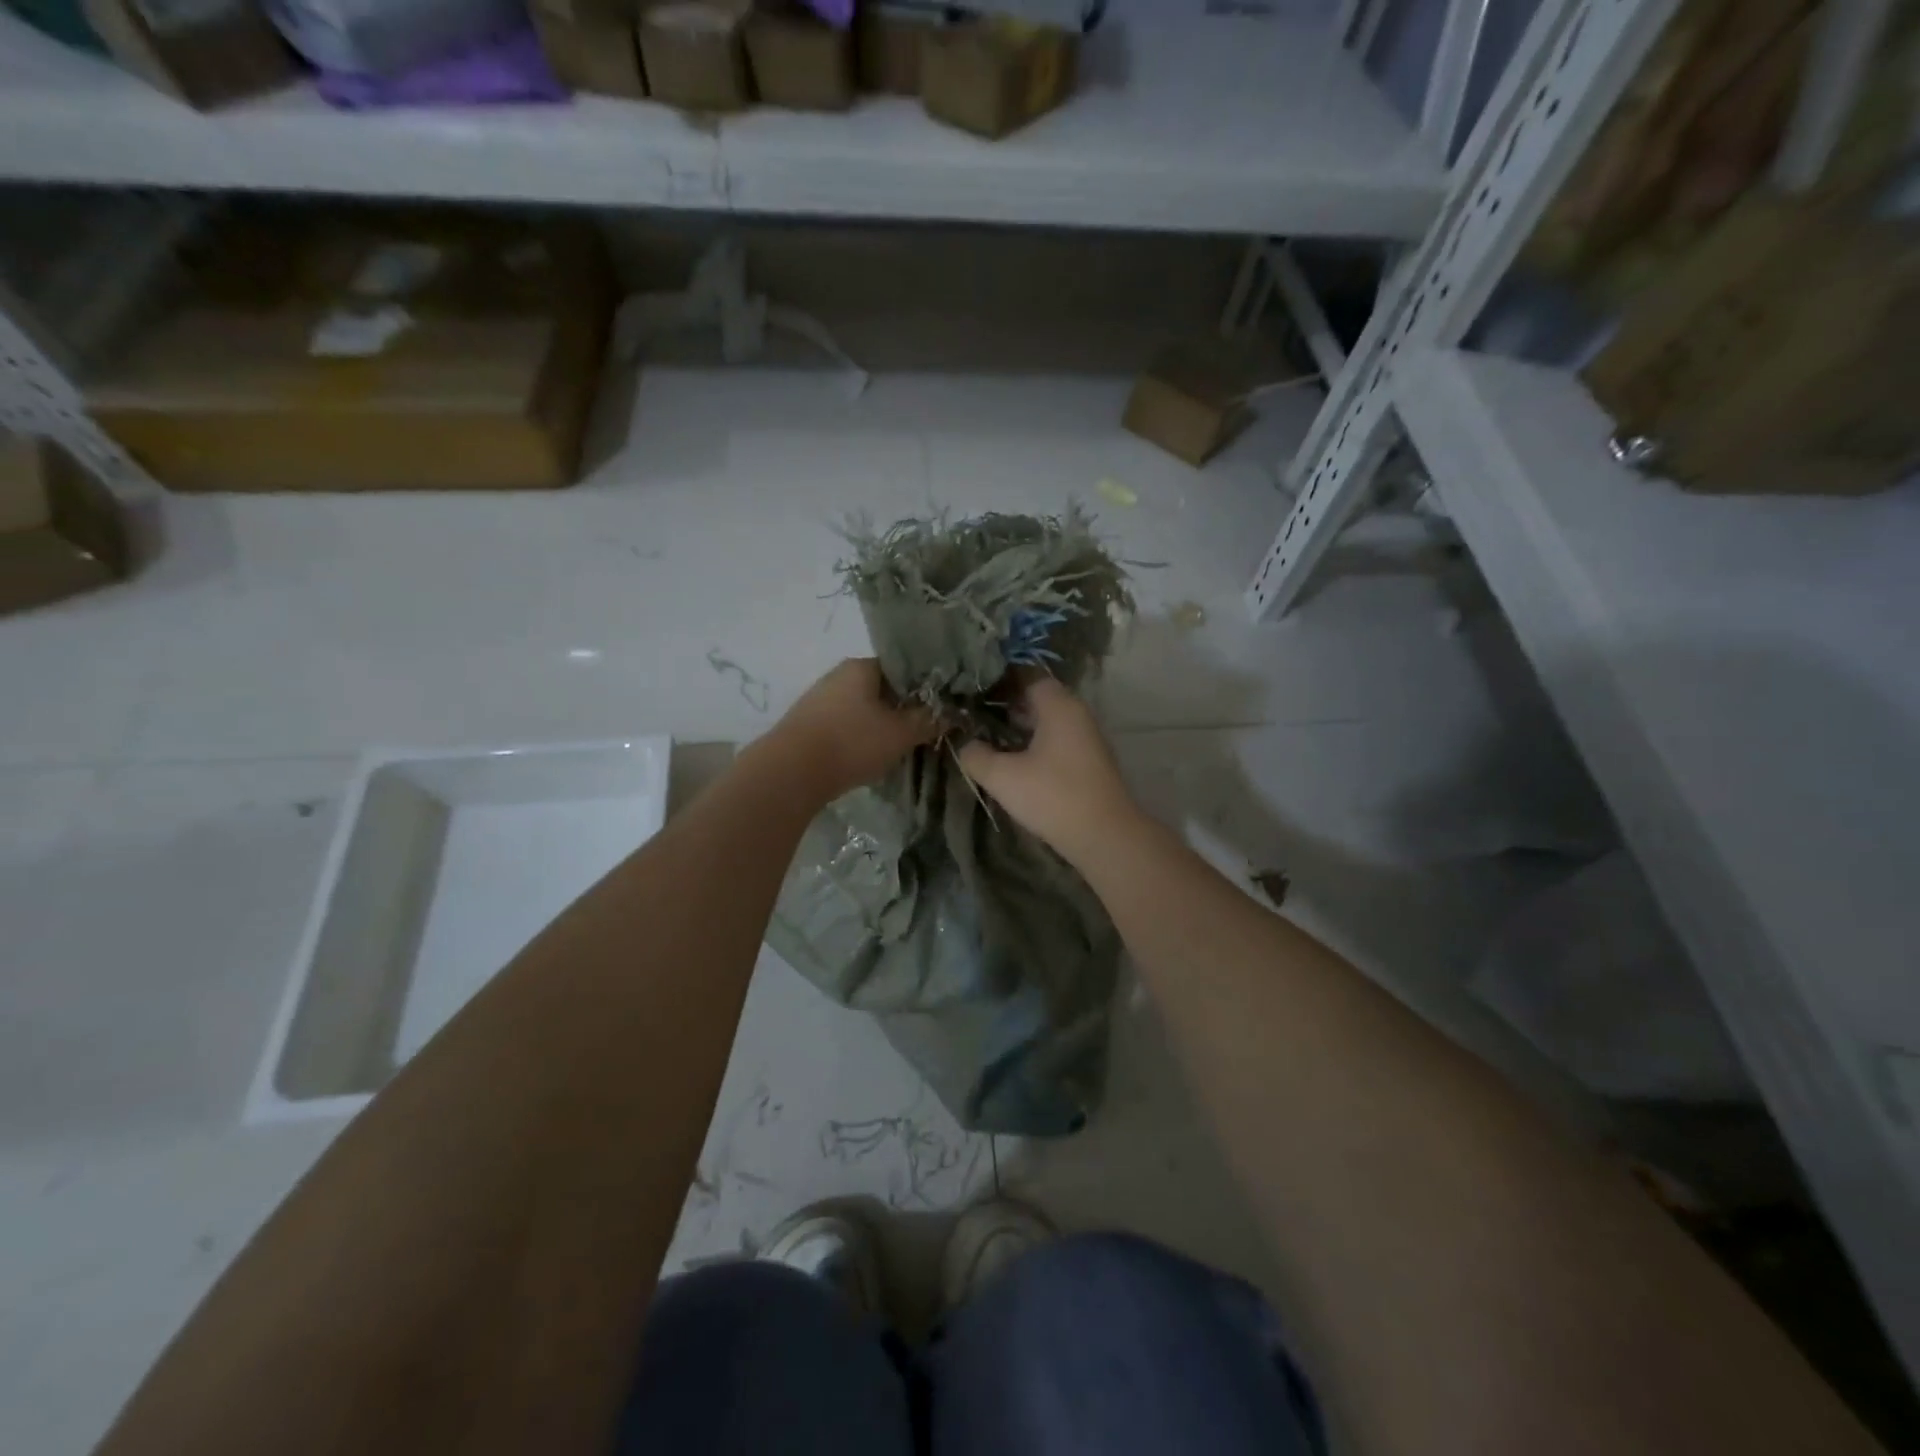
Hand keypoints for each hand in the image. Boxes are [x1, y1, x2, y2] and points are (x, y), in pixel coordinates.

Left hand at [769, 658, 935, 801]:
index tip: (938, 709)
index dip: (924, 688)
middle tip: (921, 732)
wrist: (790, 773)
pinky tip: (866, 756)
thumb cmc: (851, 743)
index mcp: (862, 666)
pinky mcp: (807, 724)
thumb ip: (929, 720)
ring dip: (879, 725)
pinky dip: (858, 737)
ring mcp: (819, 699)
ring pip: (861, 708)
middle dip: (901, 709)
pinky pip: (843, 724)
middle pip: (881, 688)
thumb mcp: (901, 734)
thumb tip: (954, 712)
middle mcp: (838, 675)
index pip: (903, 668)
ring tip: (896, 747)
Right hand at [958, 677, 1141, 863]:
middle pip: (1038, 699)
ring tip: (989, 739)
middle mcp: (1077, 713)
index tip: (972, 691)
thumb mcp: (1002, 776)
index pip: (1027, 676)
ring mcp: (1087, 738)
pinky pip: (1058, 741)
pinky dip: (1036, 745)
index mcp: (1059, 705)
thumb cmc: (1052, 796)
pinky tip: (1015, 763)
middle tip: (974, 716)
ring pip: (1048, 722)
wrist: (1105, 837)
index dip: (998, 681)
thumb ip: (977, 756)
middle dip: (1007, 706)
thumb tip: (966, 745)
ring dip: (1021, 728)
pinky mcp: (1090, 762)